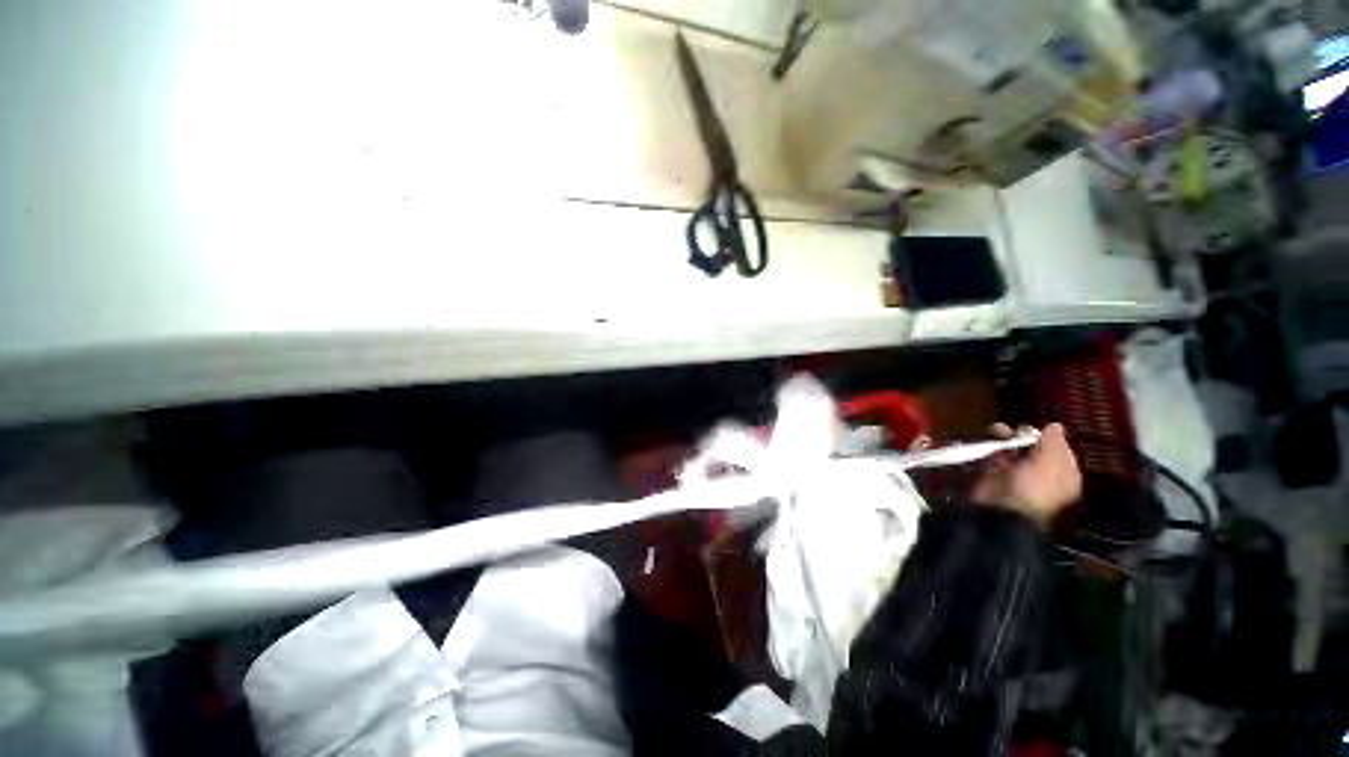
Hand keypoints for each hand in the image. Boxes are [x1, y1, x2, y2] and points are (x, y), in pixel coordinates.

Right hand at [971, 423, 1081, 528]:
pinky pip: (995, 455)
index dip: (1049, 437)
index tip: (1037, 428)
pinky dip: (991, 446)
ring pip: (1013, 449)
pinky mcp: (995, 474)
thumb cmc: (1034, 487)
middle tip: (1016, 429)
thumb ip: (1053, 442)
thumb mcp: (1051, 462)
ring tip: (998, 430)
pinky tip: (989, 438)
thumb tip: (1055, 425)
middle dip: (1025, 436)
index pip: (1060, 450)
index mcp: (1064, 475)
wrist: (1002, 509)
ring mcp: (1017, 474)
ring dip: (1006, 438)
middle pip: (1034, 448)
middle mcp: (1042, 474)